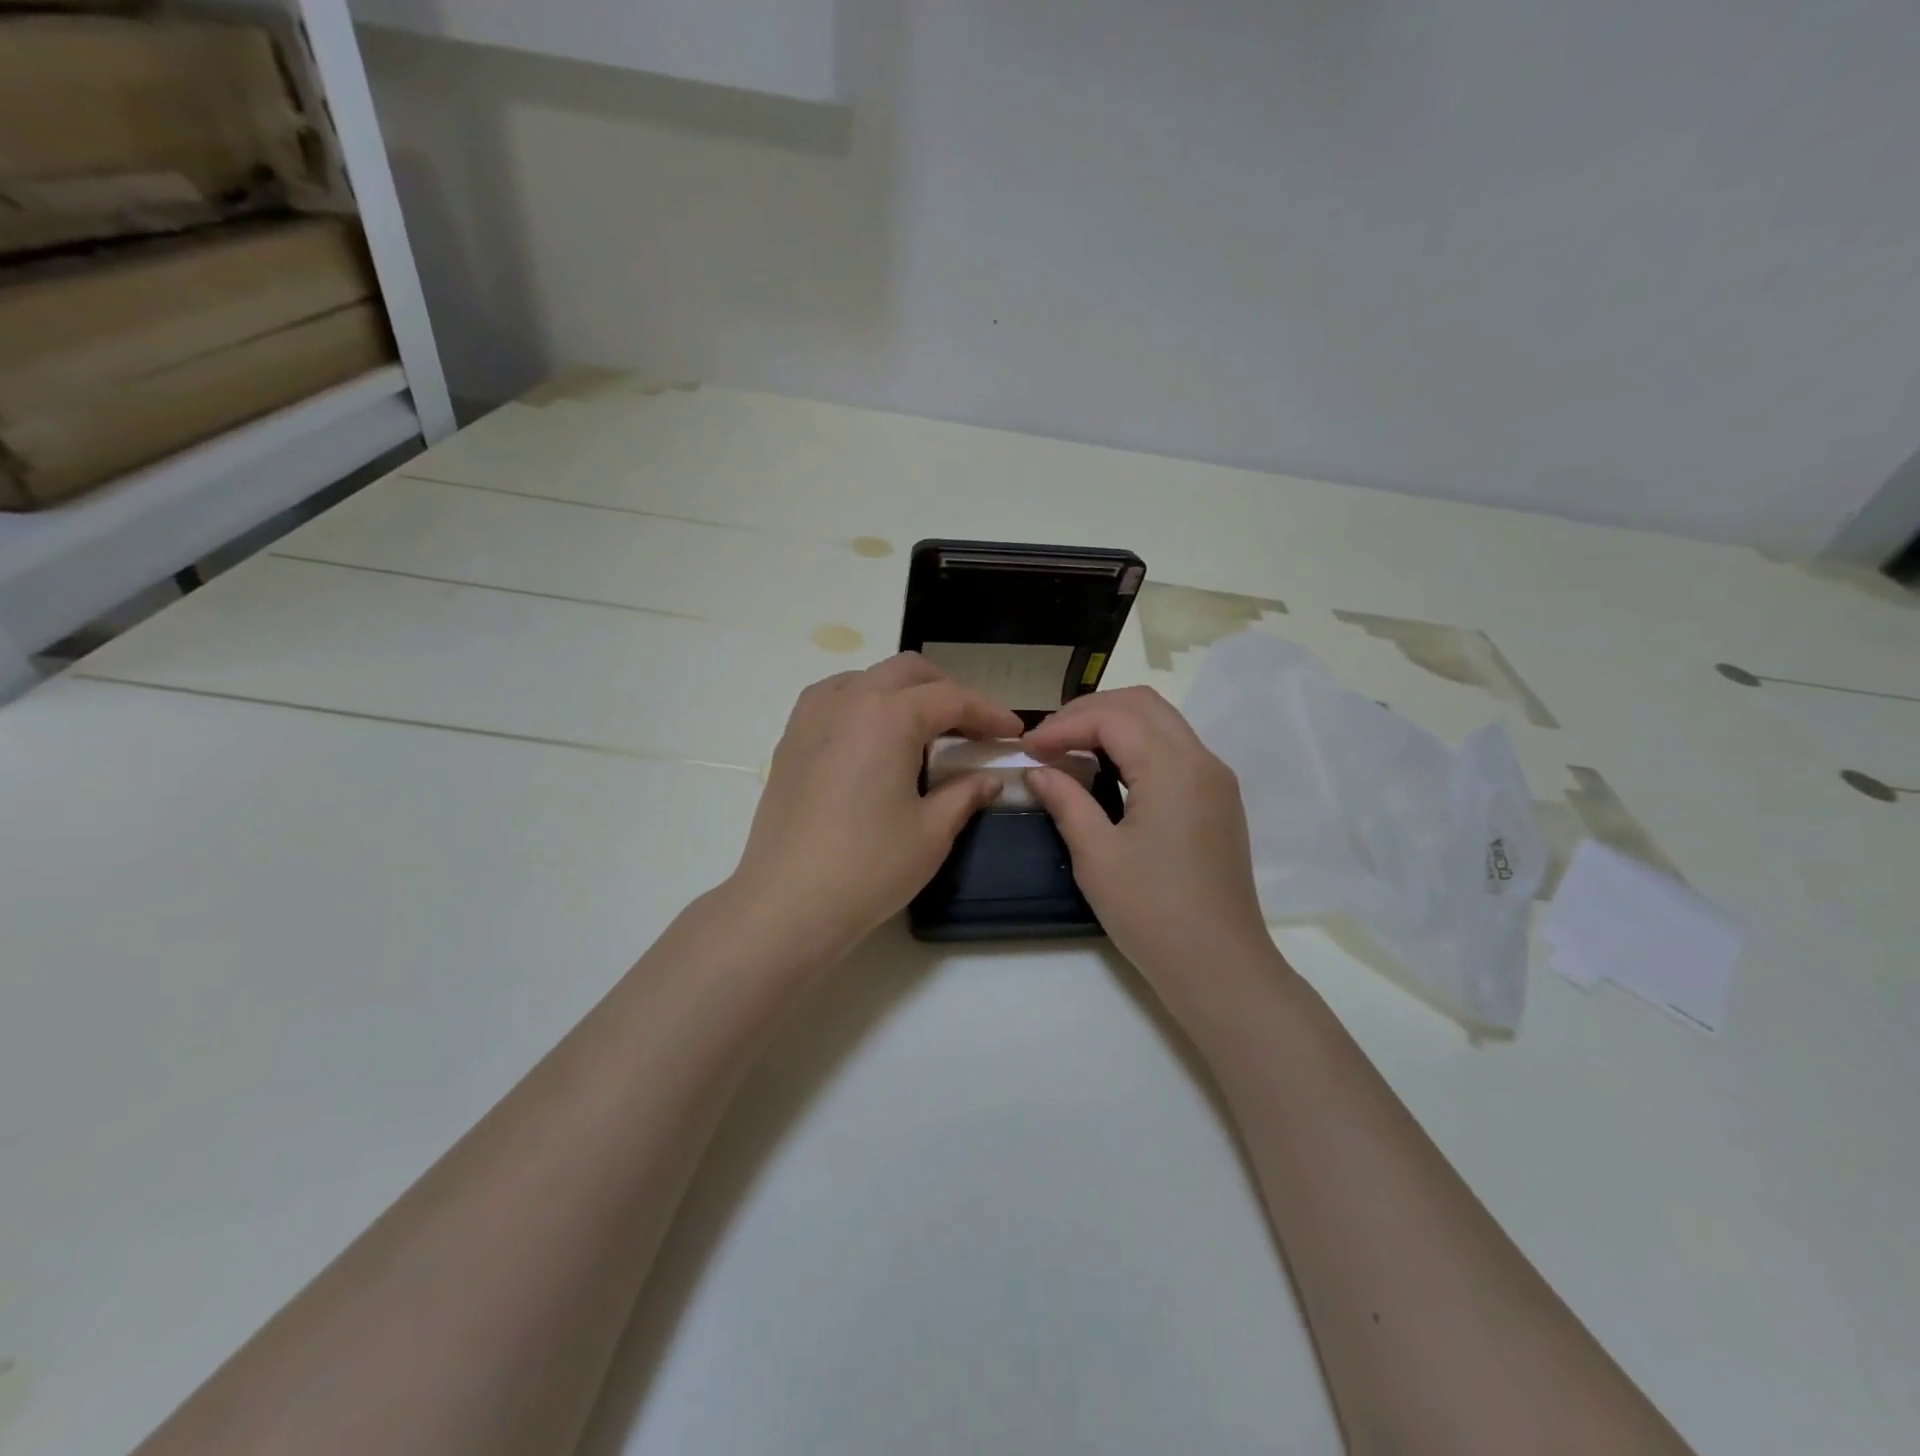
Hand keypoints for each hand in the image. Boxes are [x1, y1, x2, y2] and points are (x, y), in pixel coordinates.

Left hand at [728, 653, 1023, 963]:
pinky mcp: (791, 739)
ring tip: (923, 729)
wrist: (788, 902)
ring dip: (904, 691)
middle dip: (947, 690)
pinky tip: (874, 738)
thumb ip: (965, 794)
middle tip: (971, 726)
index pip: (952, 699)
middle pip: (908, 671)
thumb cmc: (869, 867)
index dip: (989, 712)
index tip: (1013, 730)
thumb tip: (988, 779)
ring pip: (868, 677)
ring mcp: (812, 716)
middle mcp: (849, 699)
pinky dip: (865, 702)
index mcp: (889, 715)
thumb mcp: (931, 832)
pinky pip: (835, 697)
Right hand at [1022, 687, 1274, 984]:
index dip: (1063, 725)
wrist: (1219, 966)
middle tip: (1047, 739)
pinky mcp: (1218, 800)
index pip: (1113, 717)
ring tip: (1069, 748)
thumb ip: (1066, 800)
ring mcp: (1215, 780)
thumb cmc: (1152, 913)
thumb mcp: (1096, 856)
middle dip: (1089, 711)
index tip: (1027, 749)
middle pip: (1142, 704)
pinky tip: (1106, 770)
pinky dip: (1136, 745)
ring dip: (1113, 724)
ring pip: (1161, 722)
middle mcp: (1202, 760)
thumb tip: (1038, 771)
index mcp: (1174, 768)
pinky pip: (1174, 749)